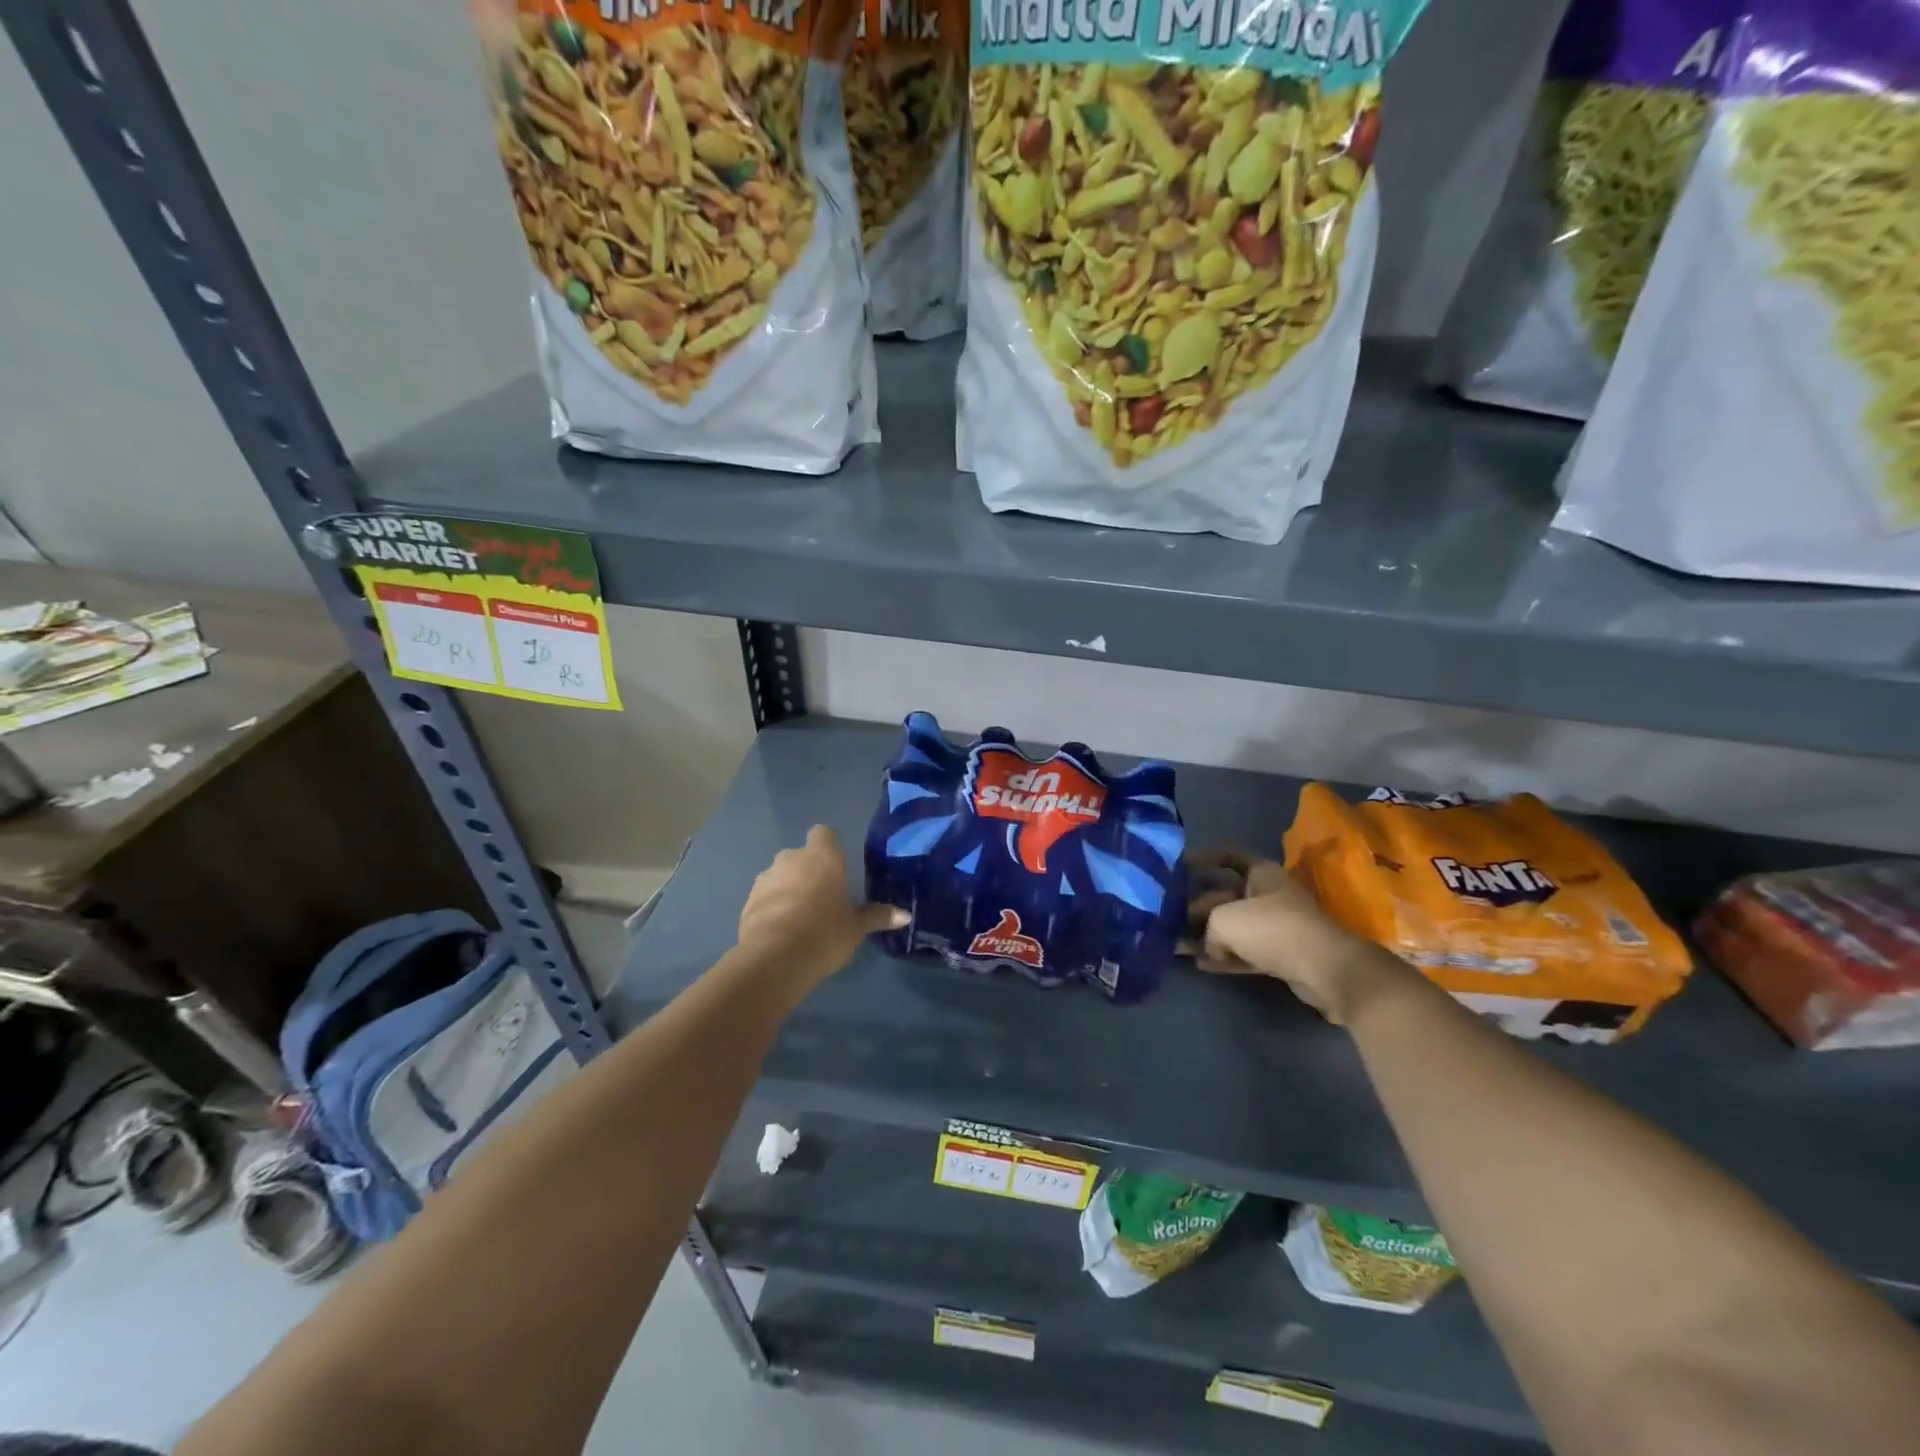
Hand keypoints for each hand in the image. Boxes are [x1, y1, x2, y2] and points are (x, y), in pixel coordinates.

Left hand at [737, 826, 906, 986]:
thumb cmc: (825, 933)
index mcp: (823, 857)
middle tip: (822, 899)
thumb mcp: (856, 927)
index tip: (836, 868)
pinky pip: (764, 897)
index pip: (823, 834)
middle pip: (801, 856)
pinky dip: (771, 907)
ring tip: (799, 919)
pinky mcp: (748, 900)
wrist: (776, 958)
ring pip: (780, 876)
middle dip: (808, 872)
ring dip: (788, 889)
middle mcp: (792, 858)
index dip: (828, 847)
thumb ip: (878, 916)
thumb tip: (905, 915)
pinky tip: (780, 932)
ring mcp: (766, 877)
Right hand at [1188, 848, 1393, 1023]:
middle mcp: (1269, 894)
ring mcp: (1276, 926)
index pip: (1227, 855)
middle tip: (1167, 915)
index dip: (1201, 858)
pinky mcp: (1281, 955)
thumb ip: (1207, 928)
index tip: (1176, 866)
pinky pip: (1244, 952)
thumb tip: (1209, 945)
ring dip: (1206, 935)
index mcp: (1261, 873)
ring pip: (1233, 926)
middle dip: (1195, 905)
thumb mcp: (1224, 920)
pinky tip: (1199, 964)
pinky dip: (1223, 958)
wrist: (1325, 969)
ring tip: (1175, 944)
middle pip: (1225, 895)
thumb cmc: (1272, 928)